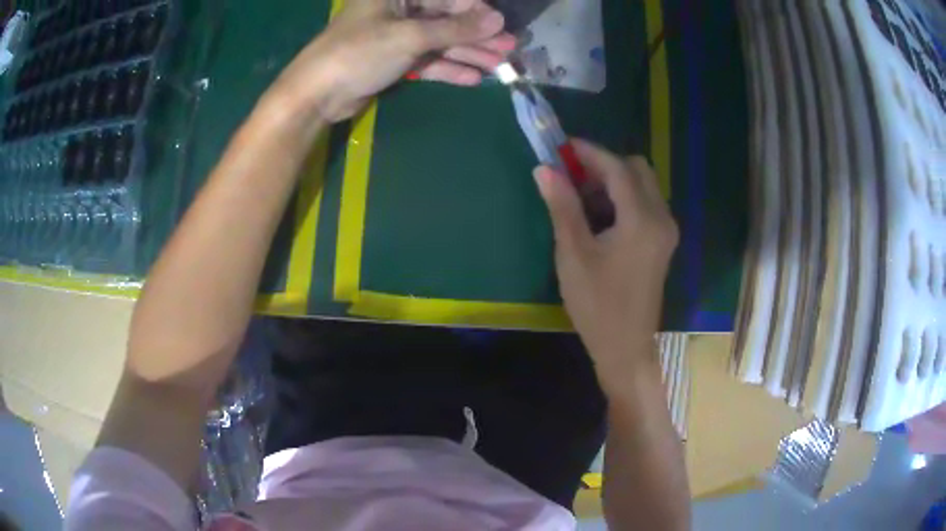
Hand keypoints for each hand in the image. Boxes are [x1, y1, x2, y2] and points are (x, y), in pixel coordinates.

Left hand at [268, 0, 514, 122]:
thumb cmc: (359, 52)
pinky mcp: (393, 60)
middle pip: (447, 20)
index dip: (477, 12)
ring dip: (469, 54)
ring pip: (440, 42)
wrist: (317, 94)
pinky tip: (473, 79)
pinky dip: (447, 69)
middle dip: (478, 36)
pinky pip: (427, 60)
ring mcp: (396, 36)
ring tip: (500, 66)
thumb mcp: (410, 36)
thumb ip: (455, 28)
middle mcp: (400, 10)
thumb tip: (497, 19)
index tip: (502, 28)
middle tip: (510, 50)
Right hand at [534, 140, 678, 381]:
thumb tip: (545, 169)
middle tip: (571, 178)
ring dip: (613, 181)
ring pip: (642, 185)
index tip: (561, 147)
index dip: (588, 153)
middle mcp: (661, 217)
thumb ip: (563, 206)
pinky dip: (622, 198)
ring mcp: (666, 230)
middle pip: (636, 169)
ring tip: (580, 198)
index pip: (617, 168)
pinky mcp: (662, 241)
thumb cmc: (597, 305)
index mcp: (642, 220)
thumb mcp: (574, 254)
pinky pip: (645, 203)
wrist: (625, 347)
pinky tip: (599, 216)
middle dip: (604, 165)